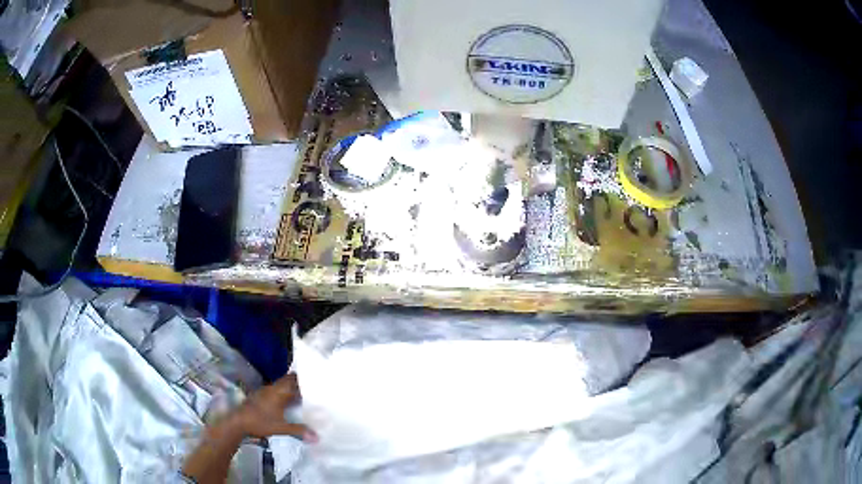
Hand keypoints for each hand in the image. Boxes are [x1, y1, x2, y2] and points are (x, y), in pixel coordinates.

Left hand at [230, 373, 316, 441]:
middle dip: (298, 382)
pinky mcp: (260, 396)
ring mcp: (265, 391)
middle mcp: (272, 388)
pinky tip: (286, 402)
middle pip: (287, 380)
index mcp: (279, 392)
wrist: (238, 421)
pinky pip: (275, 390)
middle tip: (311, 387)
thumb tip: (317, 437)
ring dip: (290, 388)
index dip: (304, 379)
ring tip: (302, 395)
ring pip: (281, 385)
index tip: (315, 381)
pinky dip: (283, 393)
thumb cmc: (260, 422)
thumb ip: (299, 430)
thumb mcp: (281, 428)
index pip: (294, 380)